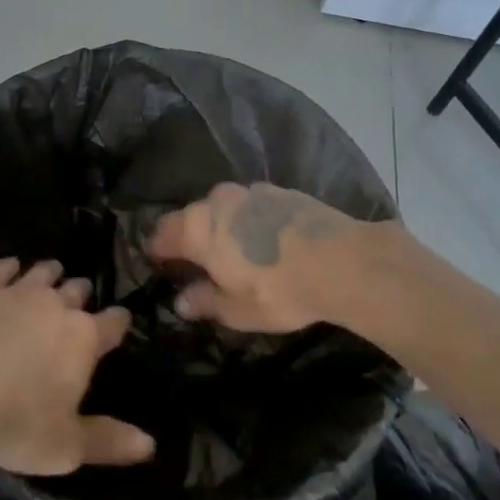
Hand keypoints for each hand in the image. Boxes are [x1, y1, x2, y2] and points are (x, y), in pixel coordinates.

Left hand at [0, 258, 152, 475]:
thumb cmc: (14, 422)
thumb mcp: (65, 447)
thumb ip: (108, 442)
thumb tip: (150, 445)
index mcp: (83, 338)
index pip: (114, 323)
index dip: (119, 322)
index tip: (120, 322)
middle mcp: (55, 305)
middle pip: (78, 290)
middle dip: (81, 294)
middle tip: (78, 303)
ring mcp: (16, 292)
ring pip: (42, 272)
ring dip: (49, 274)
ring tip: (50, 276)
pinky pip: (2, 269)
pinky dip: (8, 269)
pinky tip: (7, 271)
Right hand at [147, 182, 360, 333]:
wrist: (343, 261)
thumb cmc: (279, 290)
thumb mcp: (237, 309)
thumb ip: (205, 301)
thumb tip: (181, 300)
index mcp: (197, 228)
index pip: (161, 234)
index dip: (157, 251)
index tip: (159, 265)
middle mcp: (217, 201)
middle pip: (192, 217)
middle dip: (190, 237)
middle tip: (199, 263)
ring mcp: (251, 192)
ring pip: (223, 208)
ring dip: (222, 226)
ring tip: (235, 251)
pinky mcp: (281, 191)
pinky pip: (252, 206)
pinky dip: (250, 221)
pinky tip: (265, 240)